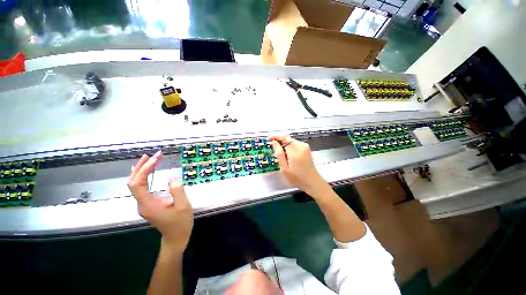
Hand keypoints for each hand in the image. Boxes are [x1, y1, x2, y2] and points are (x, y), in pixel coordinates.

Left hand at [127, 151, 193, 251]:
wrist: (175, 238)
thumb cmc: (180, 223)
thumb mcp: (183, 206)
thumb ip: (177, 190)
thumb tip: (171, 175)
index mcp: (148, 204)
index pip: (138, 183)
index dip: (144, 169)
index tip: (156, 158)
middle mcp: (141, 204)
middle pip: (133, 183)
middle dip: (141, 167)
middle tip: (152, 155)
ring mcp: (143, 205)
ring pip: (135, 185)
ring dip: (141, 171)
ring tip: (149, 159)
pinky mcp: (147, 205)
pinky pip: (140, 188)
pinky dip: (143, 177)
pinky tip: (146, 172)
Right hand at [269, 134, 326, 193]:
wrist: (312, 181)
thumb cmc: (297, 177)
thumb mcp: (284, 168)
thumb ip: (279, 154)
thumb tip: (274, 142)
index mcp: (295, 151)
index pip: (284, 137)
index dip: (275, 137)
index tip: (268, 140)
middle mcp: (301, 146)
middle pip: (287, 138)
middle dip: (279, 142)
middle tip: (273, 150)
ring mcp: (305, 146)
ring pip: (290, 141)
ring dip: (284, 145)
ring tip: (281, 155)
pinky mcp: (306, 148)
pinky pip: (295, 144)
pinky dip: (289, 147)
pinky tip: (287, 156)